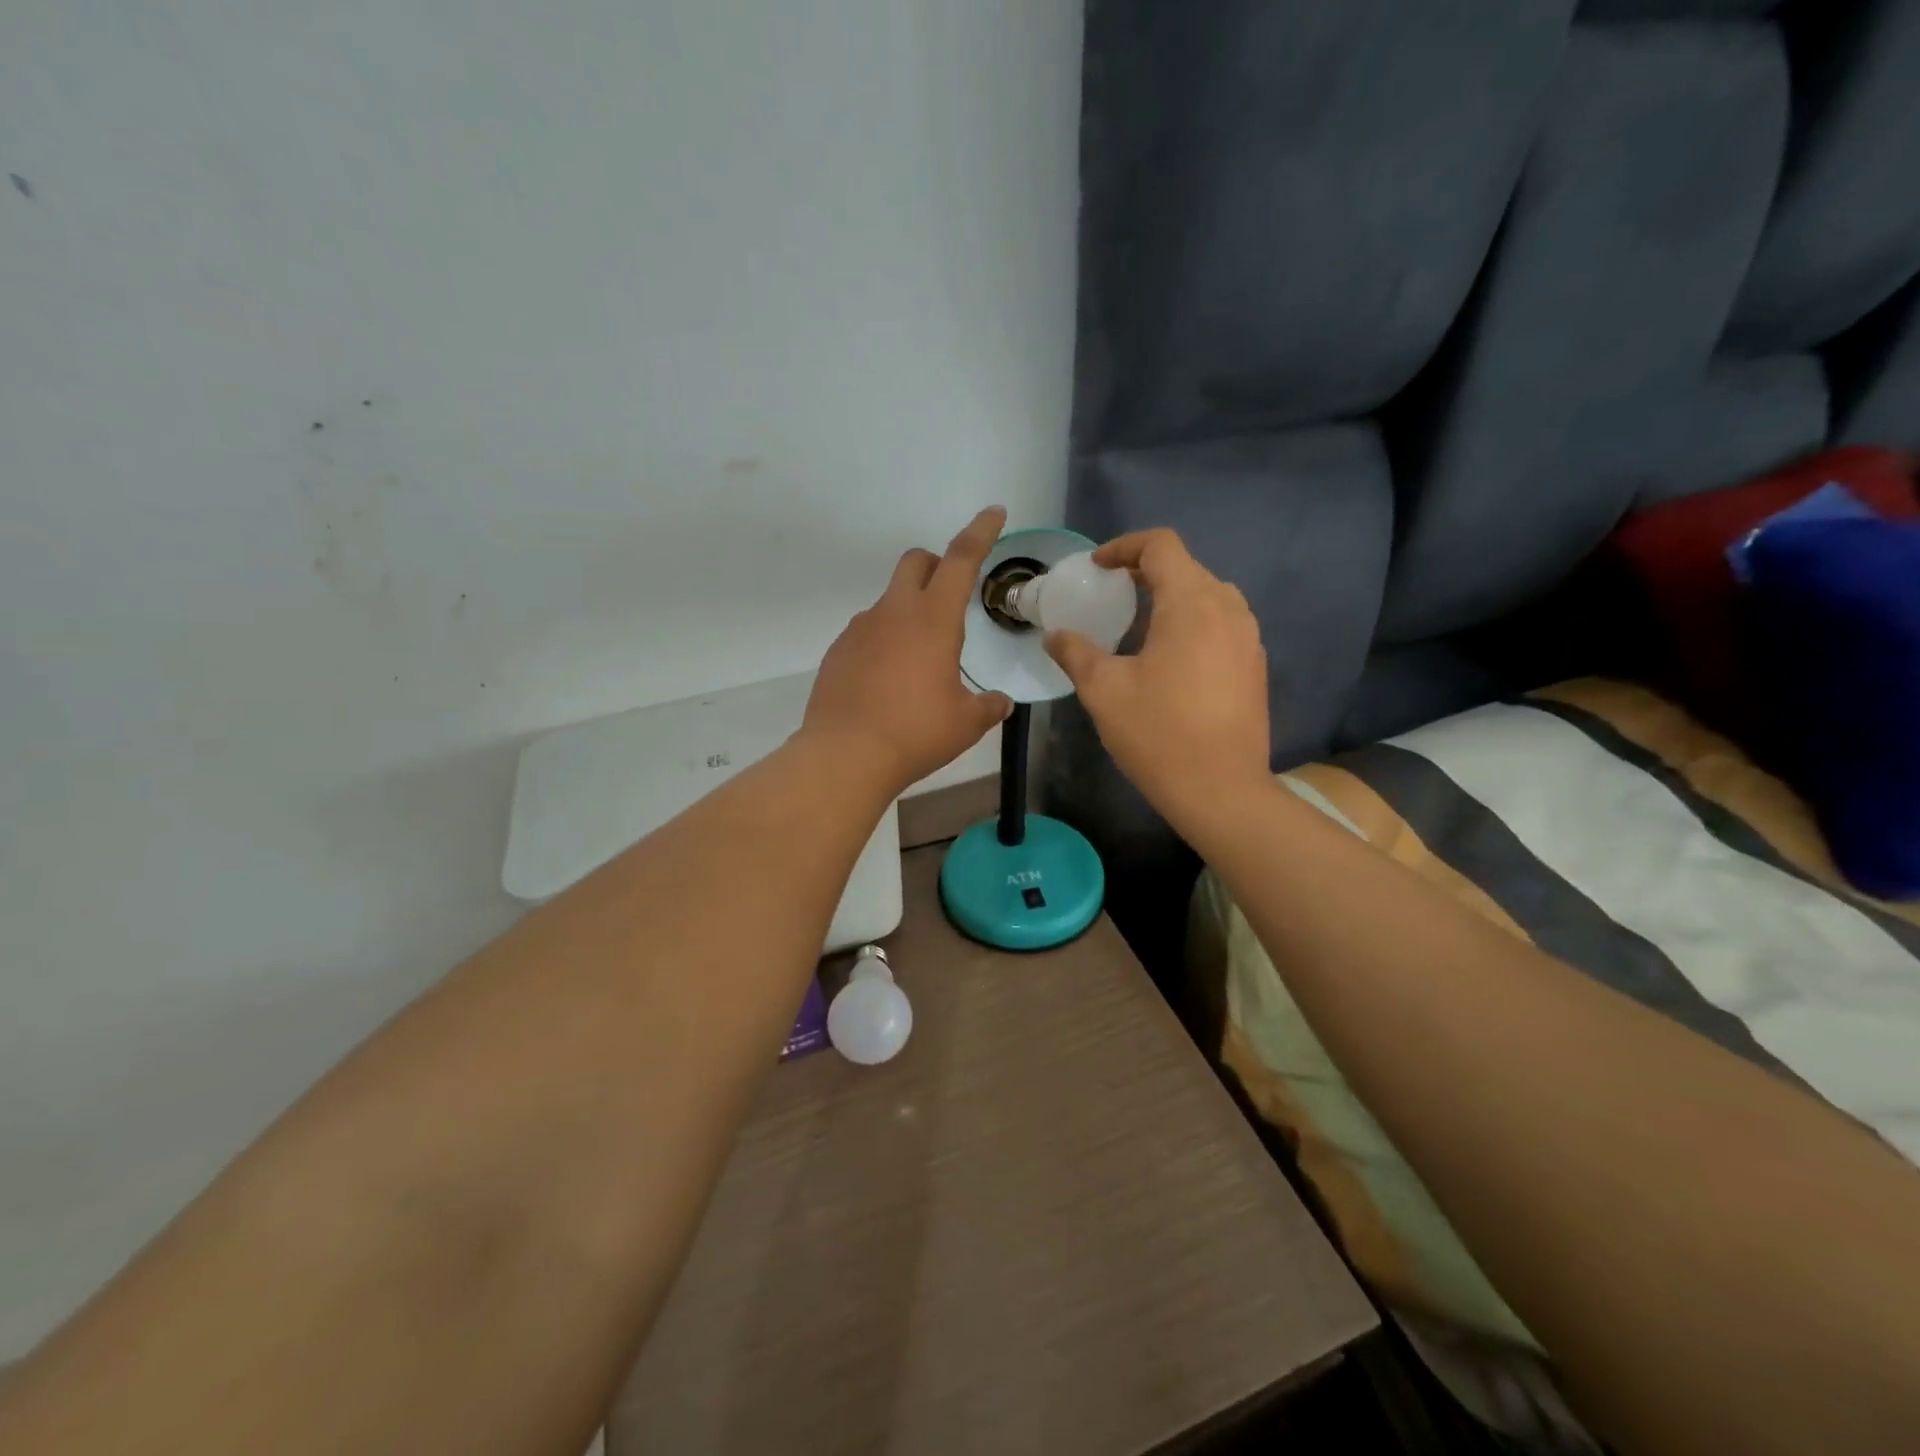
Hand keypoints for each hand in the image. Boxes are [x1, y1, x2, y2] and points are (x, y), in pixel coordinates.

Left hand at [801, 507, 1013, 794]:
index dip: (980, 532)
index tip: (993, 513)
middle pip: (915, 563)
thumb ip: (988, 706)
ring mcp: (860, 630)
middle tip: (949, 597)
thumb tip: (1001, 702)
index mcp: (933, 620)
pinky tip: (887, 682)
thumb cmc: (915, 733)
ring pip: (888, 601)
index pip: (961, 560)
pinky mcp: (838, 651)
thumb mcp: (965, 723)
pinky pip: (867, 633)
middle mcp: (894, 613)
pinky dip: (883, 642)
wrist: (845, 755)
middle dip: (935, 567)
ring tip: (918, 662)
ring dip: (908, 612)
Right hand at [1044, 528, 1269, 827]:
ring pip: (1208, 595)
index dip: (1124, 547)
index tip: (1097, 568)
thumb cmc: (1158, 733)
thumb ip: (1075, 652)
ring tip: (1139, 623)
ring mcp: (1248, 638)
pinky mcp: (1254, 665)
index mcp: (1191, 603)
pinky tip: (1170, 657)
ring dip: (1172, 596)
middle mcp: (1228, 609)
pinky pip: (1222, 623)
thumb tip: (1055, 635)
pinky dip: (1193, 622)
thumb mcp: (1103, 690)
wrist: (1221, 790)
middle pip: (1186, 567)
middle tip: (1111, 593)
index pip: (1161, 546)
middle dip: (1145, 571)